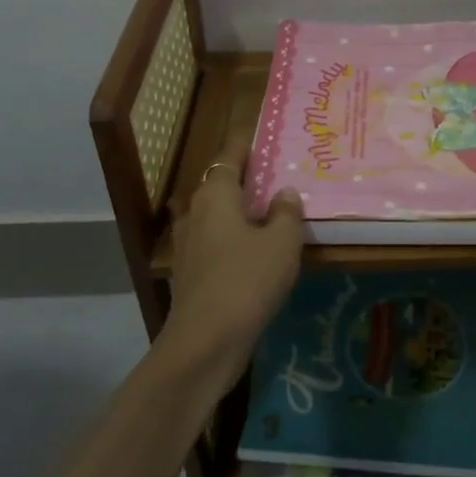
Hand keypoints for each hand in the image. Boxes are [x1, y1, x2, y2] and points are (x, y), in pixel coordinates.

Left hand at [160, 132, 303, 389]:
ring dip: (241, 210)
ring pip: (218, 215)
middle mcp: (196, 212)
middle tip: (277, 174)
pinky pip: (216, 241)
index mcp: (215, 195)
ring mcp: (189, 244)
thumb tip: (284, 193)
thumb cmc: (246, 281)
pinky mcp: (192, 273)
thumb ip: (286, 212)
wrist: (205, 343)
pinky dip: (235, 237)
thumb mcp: (281, 243)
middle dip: (246, 178)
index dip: (245, 143)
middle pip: (221, 184)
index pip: (229, 156)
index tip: (262, 134)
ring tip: (272, 211)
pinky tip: (257, 250)